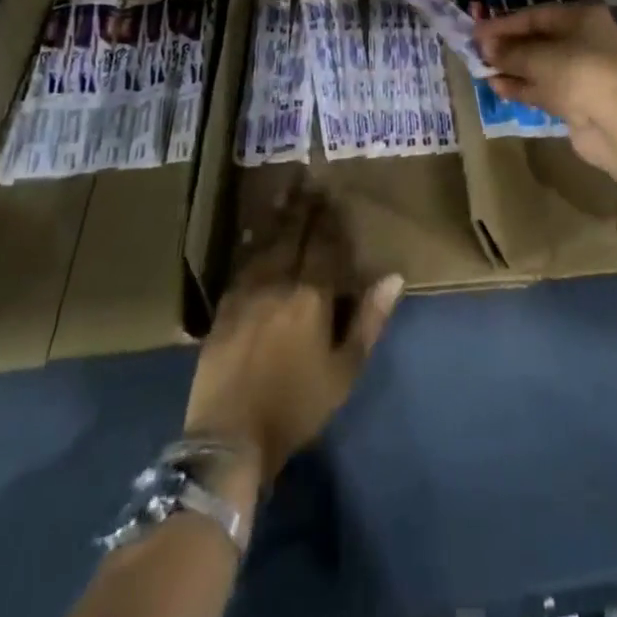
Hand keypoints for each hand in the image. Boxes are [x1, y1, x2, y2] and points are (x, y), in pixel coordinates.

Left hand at [185, 184, 402, 482]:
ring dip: (277, 218)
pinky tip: (255, 237)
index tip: (331, 192)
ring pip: (265, 245)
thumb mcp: (345, 370)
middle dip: (303, 208)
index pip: (322, 244)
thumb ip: (368, 320)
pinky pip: (242, 266)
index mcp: (311, 295)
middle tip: (307, 179)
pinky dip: (252, 245)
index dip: (328, 218)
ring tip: (284, 195)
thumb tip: (393, 277)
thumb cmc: (297, 406)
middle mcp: (278, 283)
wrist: (230, 438)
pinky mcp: (223, 309)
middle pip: (292, 235)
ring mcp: (246, 294)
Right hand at [474, 3, 616, 187]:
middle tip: (476, 51)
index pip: (536, 15)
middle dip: (508, 46)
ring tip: (481, 70)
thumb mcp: (542, 58)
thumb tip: (485, 46)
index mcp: (582, 19)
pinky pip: (543, 89)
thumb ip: (511, 51)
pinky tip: (496, 87)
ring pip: (539, 66)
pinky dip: (521, 87)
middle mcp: (583, 41)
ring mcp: (580, 73)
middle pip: (538, 40)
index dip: (505, 24)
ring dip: (511, 68)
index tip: (476, 32)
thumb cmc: (583, 75)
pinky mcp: (575, 101)